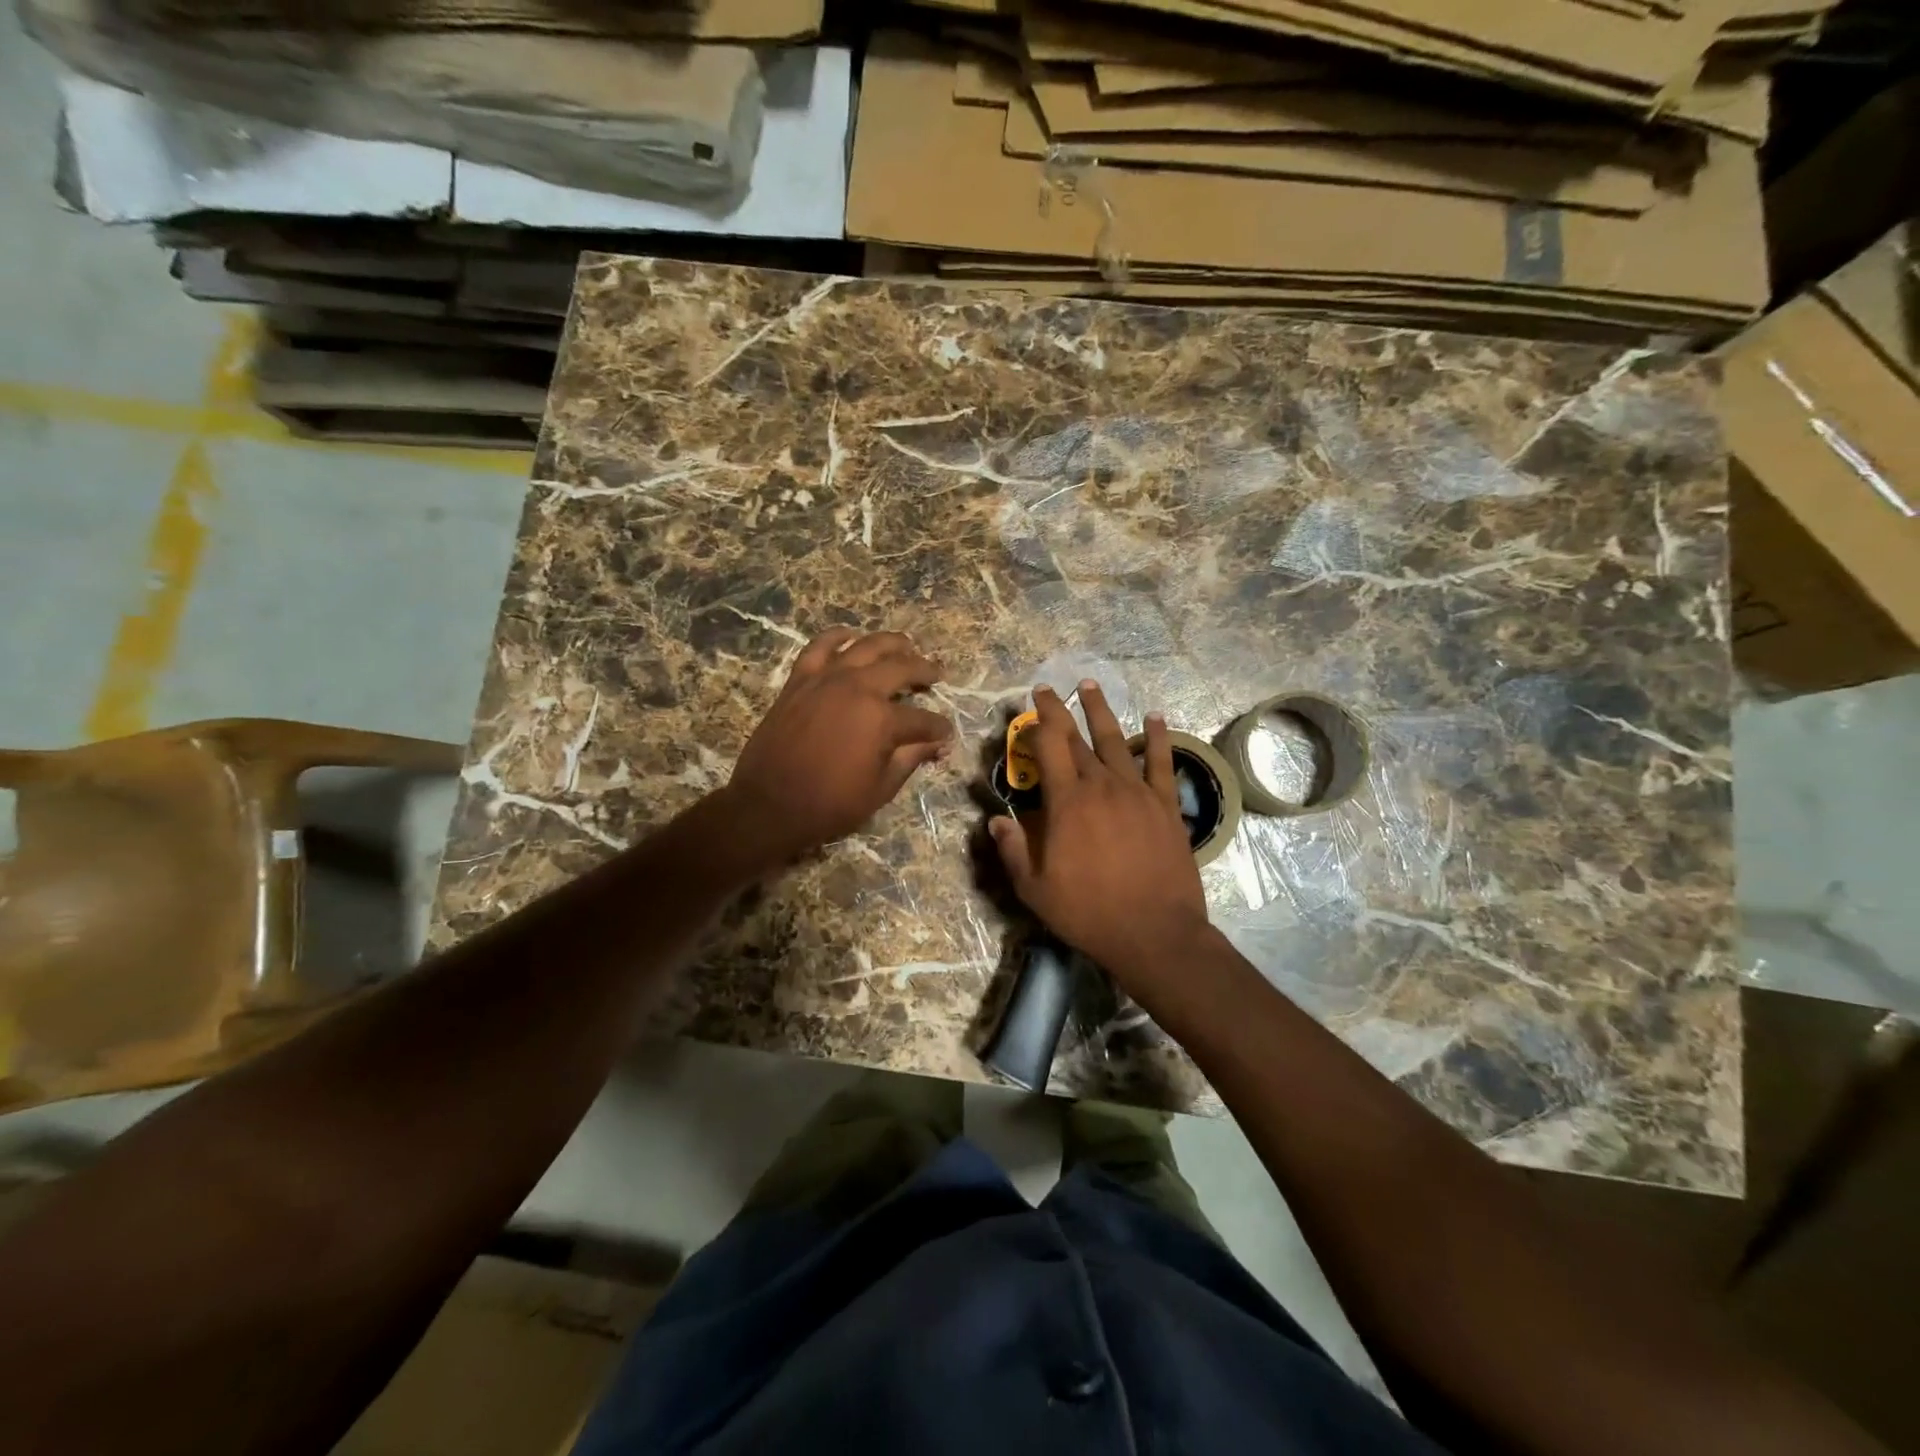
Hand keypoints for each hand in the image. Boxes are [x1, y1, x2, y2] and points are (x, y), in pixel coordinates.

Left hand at [722, 628, 952, 865]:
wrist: (769, 805)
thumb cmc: (830, 804)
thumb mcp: (881, 788)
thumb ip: (911, 759)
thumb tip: (937, 744)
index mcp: (883, 720)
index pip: (923, 719)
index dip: (939, 728)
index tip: (946, 734)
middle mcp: (858, 688)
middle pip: (902, 668)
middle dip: (925, 671)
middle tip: (937, 675)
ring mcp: (827, 679)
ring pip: (866, 646)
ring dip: (892, 643)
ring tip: (906, 645)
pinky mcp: (800, 679)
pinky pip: (820, 647)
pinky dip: (837, 637)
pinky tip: (850, 635)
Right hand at [988, 683, 1209, 996]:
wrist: (1155, 932)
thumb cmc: (1089, 913)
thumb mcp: (1035, 889)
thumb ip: (1013, 850)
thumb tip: (995, 820)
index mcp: (1066, 802)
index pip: (1048, 747)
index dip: (1037, 720)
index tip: (1030, 702)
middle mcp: (1101, 786)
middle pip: (1077, 738)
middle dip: (1061, 710)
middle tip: (1049, 689)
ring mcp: (1137, 792)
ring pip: (1116, 740)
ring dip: (1101, 711)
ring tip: (1090, 686)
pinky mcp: (1165, 805)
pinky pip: (1161, 762)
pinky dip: (1157, 737)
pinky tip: (1155, 717)